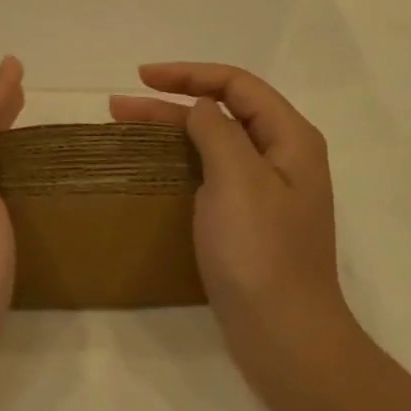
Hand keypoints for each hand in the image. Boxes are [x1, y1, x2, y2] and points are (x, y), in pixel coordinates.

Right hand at [110, 64, 347, 362]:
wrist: (285, 336)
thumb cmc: (261, 253)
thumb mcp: (237, 179)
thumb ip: (217, 130)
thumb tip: (201, 107)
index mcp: (290, 138)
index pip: (237, 84)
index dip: (189, 74)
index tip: (142, 78)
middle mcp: (282, 157)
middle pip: (224, 110)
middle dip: (172, 101)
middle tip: (119, 105)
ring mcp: (266, 190)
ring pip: (214, 141)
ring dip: (172, 129)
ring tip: (125, 127)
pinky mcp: (249, 219)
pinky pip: (211, 172)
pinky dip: (181, 159)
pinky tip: (154, 166)